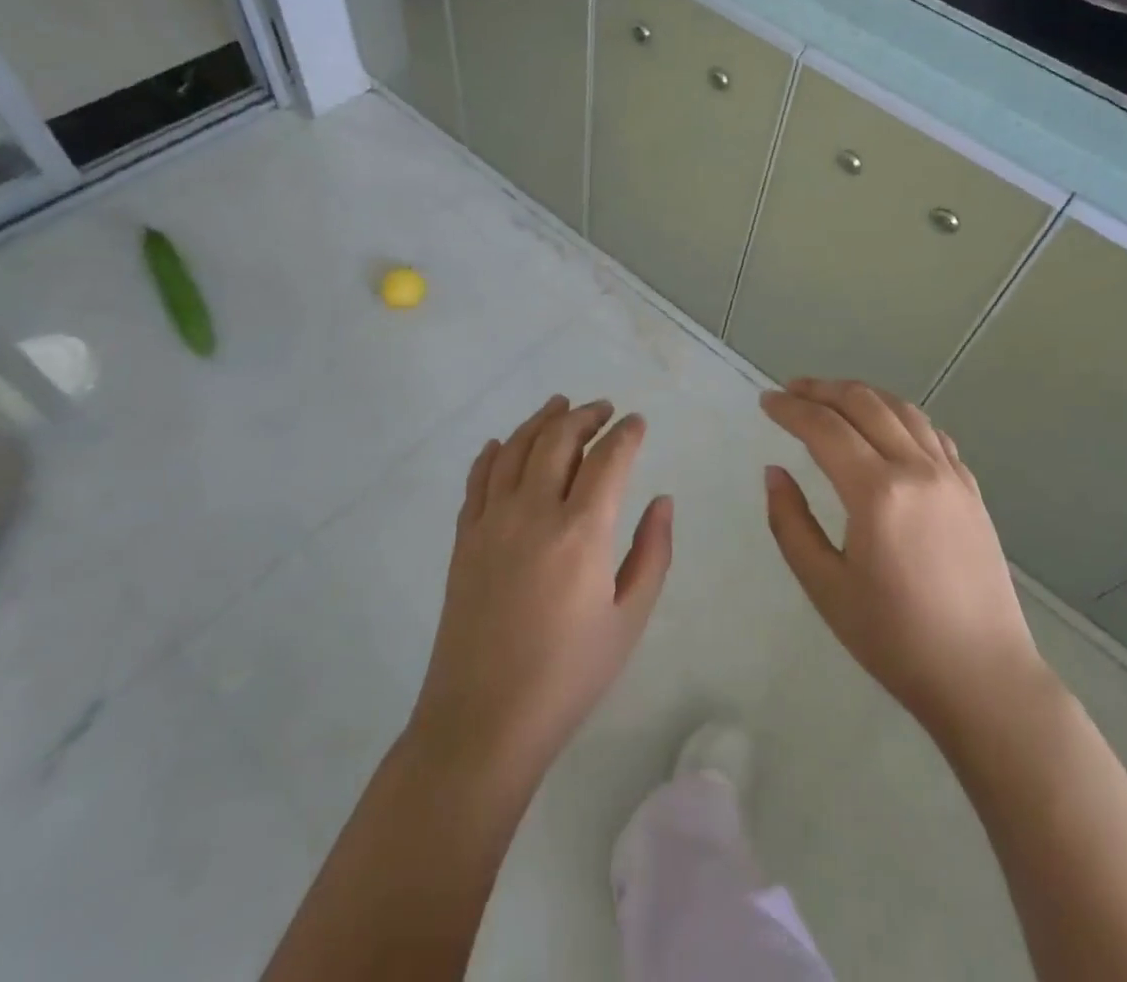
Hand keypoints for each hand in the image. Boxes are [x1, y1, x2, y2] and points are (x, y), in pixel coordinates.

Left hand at [408, 396, 672, 785]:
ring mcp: (492, 521)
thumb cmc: (568, 676)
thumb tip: (662, 499)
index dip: (626, 433)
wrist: (483, 722)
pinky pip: (478, 479)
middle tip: (603, 409)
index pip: (608, 459)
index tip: (637, 422)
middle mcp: (534, 511)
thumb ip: (652, 553)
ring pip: (516, 448)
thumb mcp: (629, 620)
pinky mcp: (464, 538)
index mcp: (582, 531)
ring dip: (541, 420)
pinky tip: (504, 443)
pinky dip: (494, 453)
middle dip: (585, 415)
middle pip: (558, 439)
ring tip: (559, 405)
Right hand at [761, 378, 1044, 742]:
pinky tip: (887, 425)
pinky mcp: (971, 490)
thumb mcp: (825, 587)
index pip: (824, 428)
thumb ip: (791, 523)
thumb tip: (774, 472)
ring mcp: (951, 476)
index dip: (790, 409)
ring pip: (902, 410)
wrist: (983, 677)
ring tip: (832, 396)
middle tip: (791, 389)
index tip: (765, 401)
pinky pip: (932, 433)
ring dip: (862, 394)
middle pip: (864, 404)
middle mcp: (916, 469)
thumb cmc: (895, 639)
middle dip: (822, 389)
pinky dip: (900, 415)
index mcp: (877, 493)